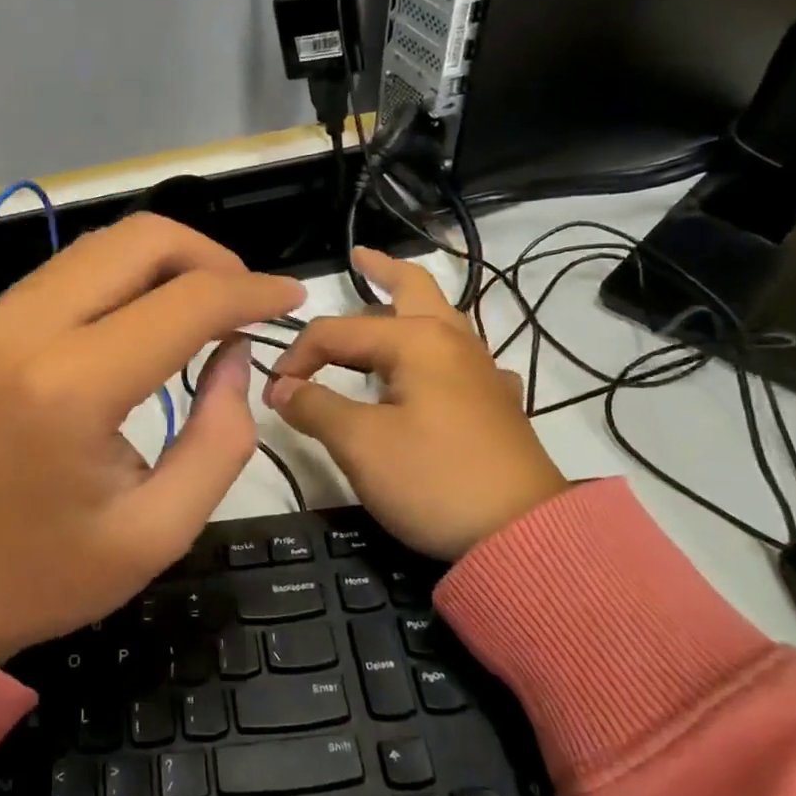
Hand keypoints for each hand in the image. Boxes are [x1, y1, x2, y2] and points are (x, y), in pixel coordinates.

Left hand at [0, 214, 304, 662]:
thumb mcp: (159, 529)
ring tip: (205, 305)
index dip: (252, 291)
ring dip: (164, 261)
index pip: (184, 302)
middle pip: (136, 240)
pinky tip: (145, 317)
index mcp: (70, 388)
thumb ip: (220, 436)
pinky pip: (65, 273)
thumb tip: (234, 353)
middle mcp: (23, 331)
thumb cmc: (47, 576)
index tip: (292, 298)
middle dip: (208, 256)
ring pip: (98, 246)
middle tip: (246, 300)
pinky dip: (120, 278)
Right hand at [263, 247, 567, 562]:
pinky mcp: (495, 404)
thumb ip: (314, 406)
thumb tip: (280, 386)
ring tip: (382, 305)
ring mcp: (480, 372)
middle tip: (358, 258)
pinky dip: (436, 349)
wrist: (522, 536)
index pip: (337, 332)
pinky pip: (459, 359)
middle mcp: (452, 342)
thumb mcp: (359, 443)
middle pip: (415, 288)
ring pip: (440, 320)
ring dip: (409, 305)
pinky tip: (430, 373)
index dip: (297, 356)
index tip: (274, 393)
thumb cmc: (433, 479)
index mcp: (416, 341)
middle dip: (383, 270)